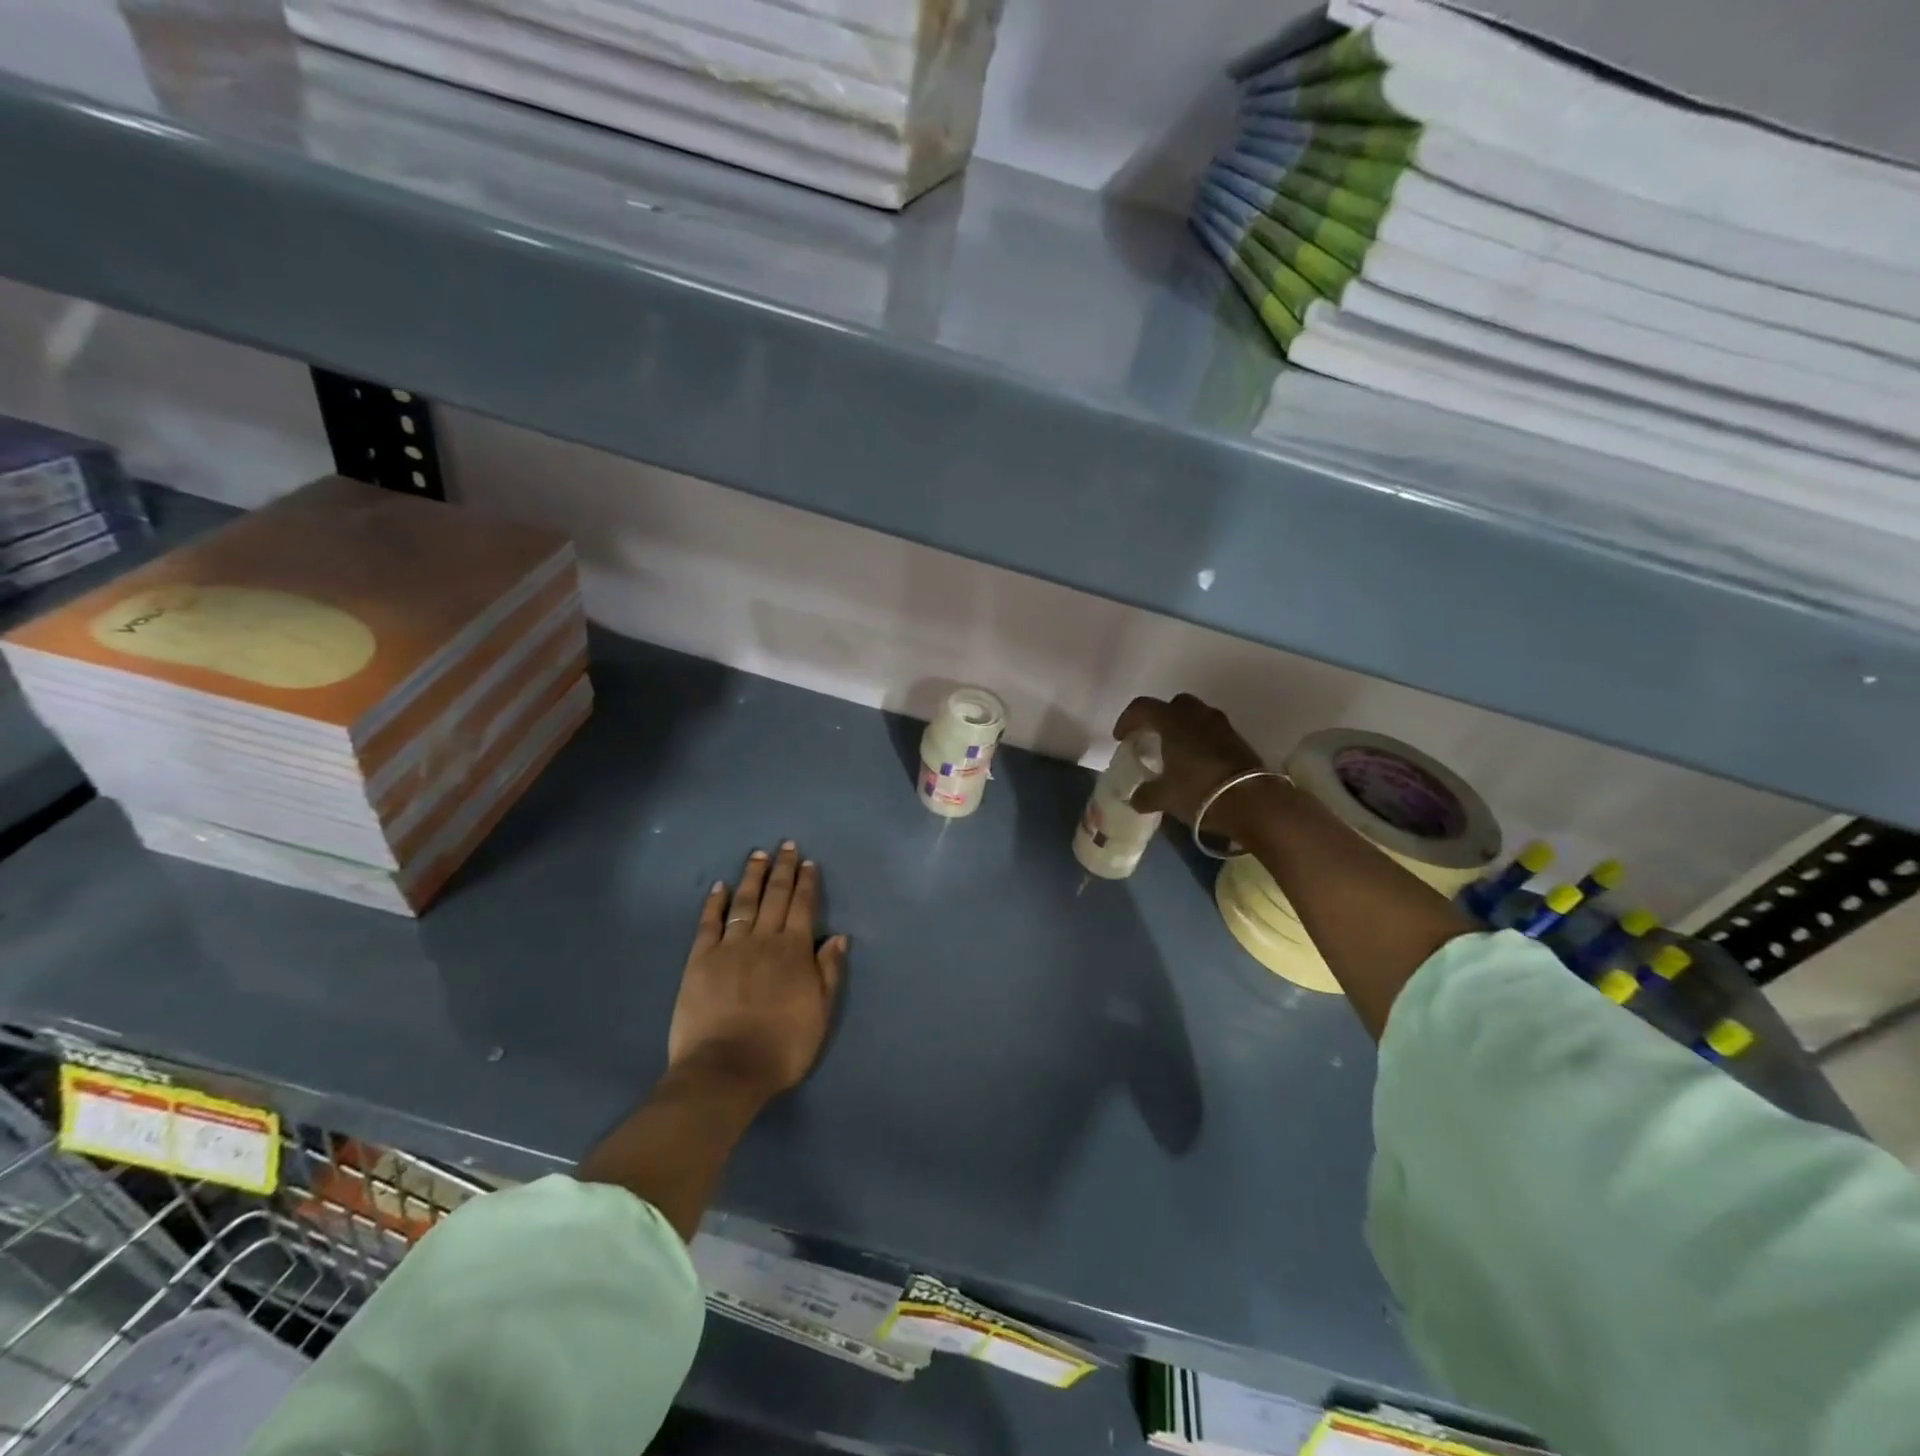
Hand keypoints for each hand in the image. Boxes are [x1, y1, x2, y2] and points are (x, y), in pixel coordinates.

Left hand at [667, 842, 847, 1103]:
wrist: (727, 1069)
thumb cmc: (782, 1046)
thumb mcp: (820, 1013)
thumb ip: (829, 972)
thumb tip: (839, 936)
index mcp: (795, 951)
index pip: (803, 907)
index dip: (806, 883)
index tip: (808, 862)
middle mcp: (764, 940)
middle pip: (775, 896)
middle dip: (782, 869)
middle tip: (785, 845)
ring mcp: (730, 947)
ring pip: (744, 903)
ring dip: (752, 877)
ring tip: (757, 855)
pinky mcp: (700, 960)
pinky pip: (709, 923)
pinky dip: (715, 902)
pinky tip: (719, 886)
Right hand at [1113, 693, 1287, 844]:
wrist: (1253, 802)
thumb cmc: (1199, 792)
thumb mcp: (1165, 797)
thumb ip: (1146, 795)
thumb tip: (1136, 798)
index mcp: (1172, 722)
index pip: (1142, 707)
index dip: (1128, 720)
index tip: (1121, 738)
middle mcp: (1197, 716)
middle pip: (1174, 704)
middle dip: (1160, 717)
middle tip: (1152, 737)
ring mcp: (1222, 726)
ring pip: (1197, 715)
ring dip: (1183, 727)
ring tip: (1176, 750)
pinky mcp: (1239, 740)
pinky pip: (1213, 731)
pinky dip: (1201, 739)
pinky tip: (1198, 762)